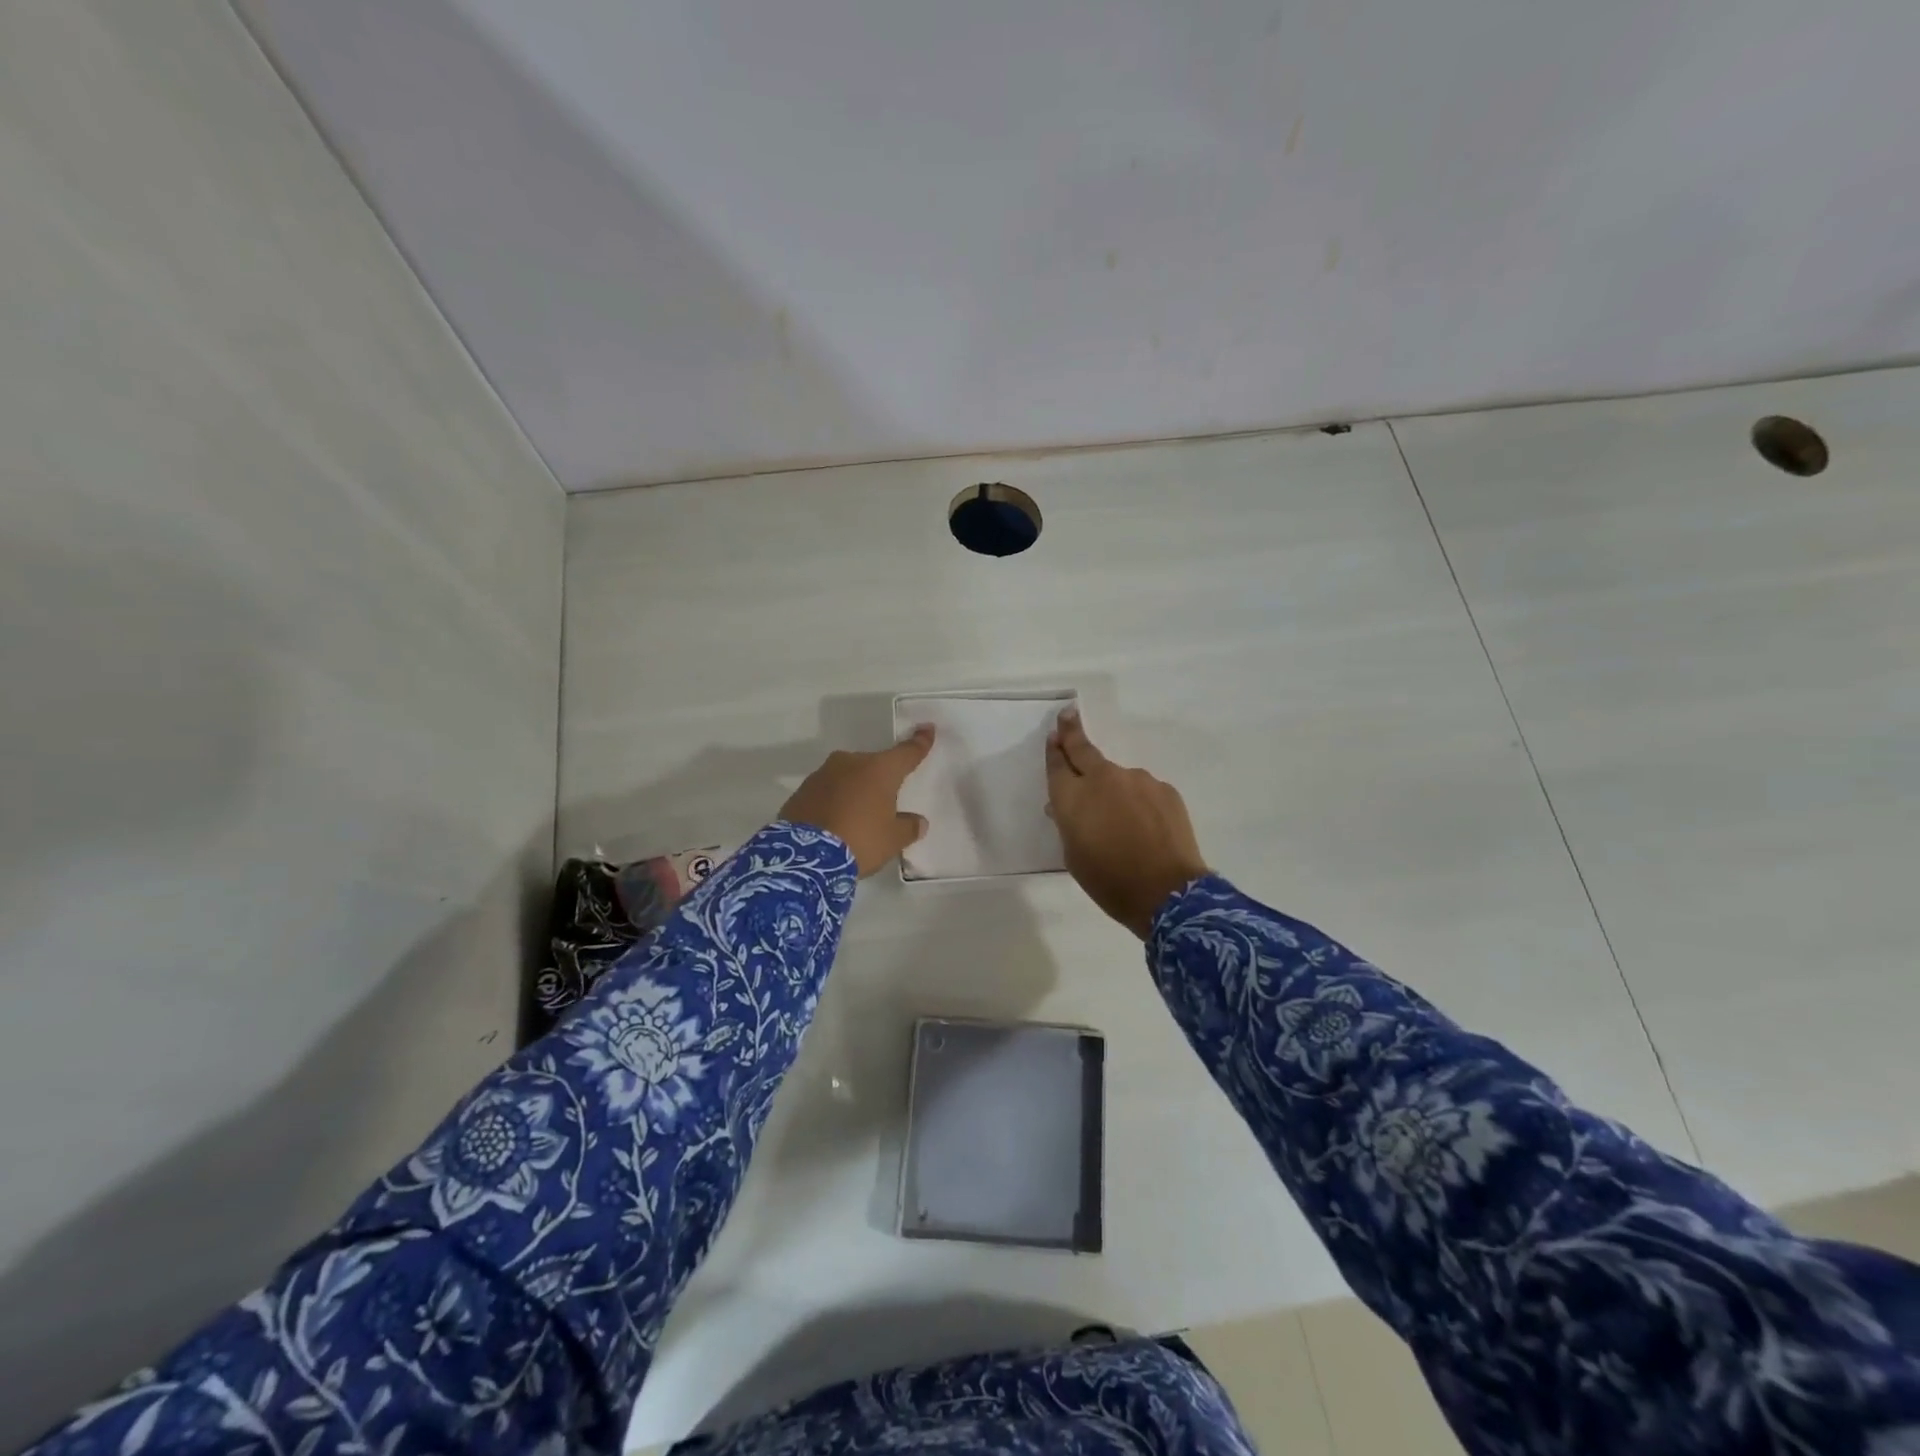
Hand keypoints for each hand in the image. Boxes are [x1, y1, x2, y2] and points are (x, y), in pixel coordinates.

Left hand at [779, 726, 934, 877]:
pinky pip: (827, 791)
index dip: (919, 742)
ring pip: (848, 777)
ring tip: (856, 817)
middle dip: (881, 780)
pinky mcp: (802, 790)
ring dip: (855, 790)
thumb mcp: (892, 840)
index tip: (927, 729)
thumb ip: (909, 828)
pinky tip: (834, 821)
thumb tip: (918, 822)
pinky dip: (834, 801)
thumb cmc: (859, 841)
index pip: (906, 753)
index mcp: (880, 770)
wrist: (804, 856)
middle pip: (874, 766)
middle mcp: (851, 763)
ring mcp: (823, 774)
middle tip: (884, 804)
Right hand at [1046, 710, 1208, 937]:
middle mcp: (1103, 779)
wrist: (1167, 893)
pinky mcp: (1165, 790)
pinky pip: (1145, 792)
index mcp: (1072, 797)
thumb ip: (1068, 825)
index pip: (1057, 764)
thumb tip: (1066, 808)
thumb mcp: (1074, 857)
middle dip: (1072, 731)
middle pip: (1083, 749)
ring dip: (1115, 790)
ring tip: (1123, 822)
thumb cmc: (1109, 881)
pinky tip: (1146, 828)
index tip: (1054, 735)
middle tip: (1068, 715)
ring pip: (1119, 778)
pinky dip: (1140, 803)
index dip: (1054, 750)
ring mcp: (1138, 780)